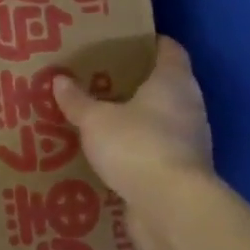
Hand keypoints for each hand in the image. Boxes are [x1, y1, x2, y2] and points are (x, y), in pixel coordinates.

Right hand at [53, 37, 212, 201]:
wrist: (171, 206)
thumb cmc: (136, 145)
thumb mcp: (95, 120)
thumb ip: (77, 101)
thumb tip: (59, 79)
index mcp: (173, 81)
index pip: (169, 49)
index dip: (149, 43)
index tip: (124, 42)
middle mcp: (189, 106)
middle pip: (166, 84)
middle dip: (137, 83)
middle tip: (101, 80)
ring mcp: (190, 141)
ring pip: (162, 119)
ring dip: (138, 119)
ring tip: (102, 118)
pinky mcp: (182, 171)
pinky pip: (157, 150)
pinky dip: (138, 149)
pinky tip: (112, 154)